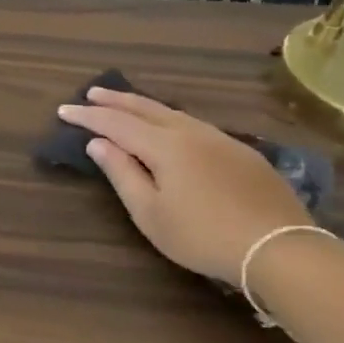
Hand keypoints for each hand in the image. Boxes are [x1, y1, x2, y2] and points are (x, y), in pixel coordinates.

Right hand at [58, 91, 311, 283]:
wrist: (280, 249)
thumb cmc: (202, 235)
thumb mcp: (150, 212)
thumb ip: (122, 173)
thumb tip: (98, 143)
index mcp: (165, 145)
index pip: (115, 122)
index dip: (87, 116)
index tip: (63, 110)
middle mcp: (191, 132)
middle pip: (146, 108)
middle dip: (115, 100)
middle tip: (92, 93)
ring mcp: (221, 140)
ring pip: (173, 113)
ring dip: (143, 106)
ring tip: (126, 105)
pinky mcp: (242, 154)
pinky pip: (195, 125)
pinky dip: (170, 119)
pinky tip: (170, 128)